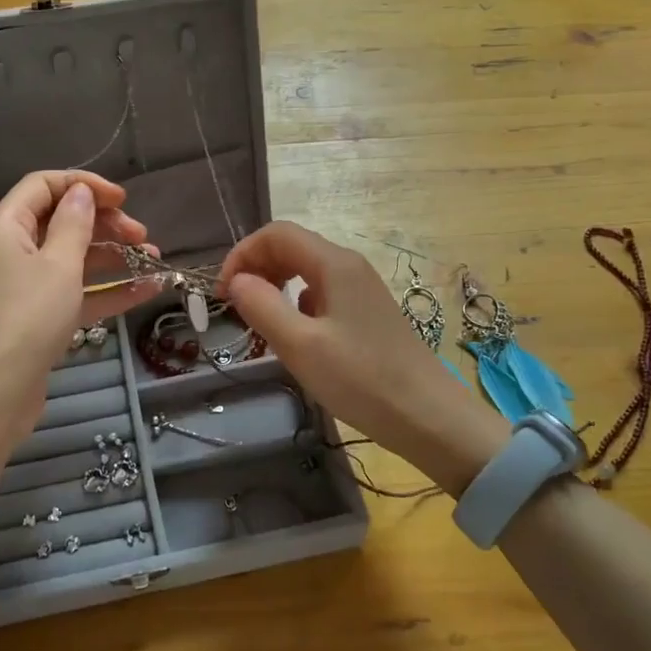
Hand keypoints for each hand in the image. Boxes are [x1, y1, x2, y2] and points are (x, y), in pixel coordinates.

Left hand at [0, 171, 160, 423]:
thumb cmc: (25, 319)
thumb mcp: (58, 265)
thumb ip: (74, 224)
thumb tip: (81, 193)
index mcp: (5, 226)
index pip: (44, 186)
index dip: (84, 186)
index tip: (123, 199)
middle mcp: (10, 250)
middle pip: (60, 221)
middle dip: (104, 224)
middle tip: (142, 235)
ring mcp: (23, 286)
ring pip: (72, 258)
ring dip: (112, 256)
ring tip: (153, 259)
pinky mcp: (36, 317)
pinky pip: (74, 292)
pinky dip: (106, 289)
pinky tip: (146, 290)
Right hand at [218, 222, 504, 483]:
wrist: (428, 416)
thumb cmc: (362, 379)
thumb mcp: (301, 346)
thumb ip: (262, 306)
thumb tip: (236, 281)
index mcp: (334, 264)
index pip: (276, 234)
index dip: (242, 254)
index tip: (222, 293)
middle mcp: (348, 266)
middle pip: (291, 246)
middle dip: (256, 267)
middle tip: (235, 307)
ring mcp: (360, 288)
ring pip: (305, 270)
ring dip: (274, 285)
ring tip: (258, 321)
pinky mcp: (366, 312)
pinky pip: (321, 292)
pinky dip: (296, 303)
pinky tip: (294, 336)